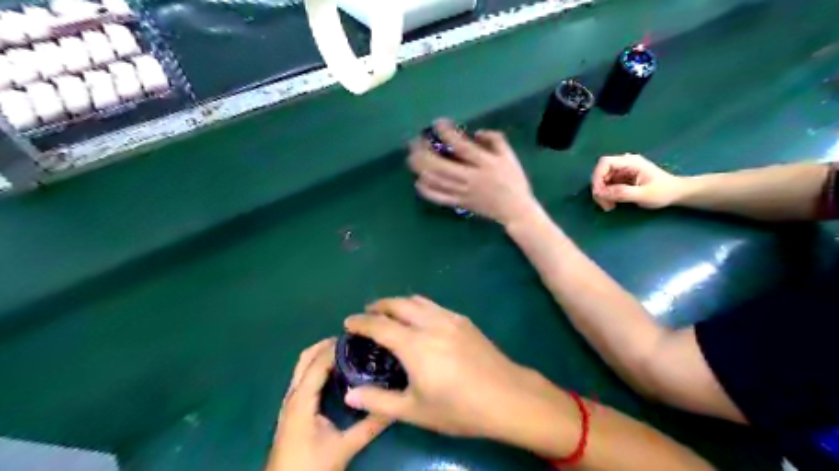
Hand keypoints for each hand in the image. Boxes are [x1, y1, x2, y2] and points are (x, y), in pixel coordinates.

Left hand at [264, 338, 392, 469]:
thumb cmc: (310, 467)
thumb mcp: (344, 447)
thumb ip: (369, 427)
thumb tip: (394, 408)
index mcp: (302, 400)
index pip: (318, 363)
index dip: (337, 347)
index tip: (360, 338)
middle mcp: (292, 395)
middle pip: (306, 357)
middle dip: (326, 345)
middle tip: (353, 341)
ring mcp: (289, 402)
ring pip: (303, 366)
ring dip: (321, 354)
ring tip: (348, 351)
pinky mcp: (292, 409)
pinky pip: (304, 377)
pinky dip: (318, 367)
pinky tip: (336, 372)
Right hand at [343, 297, 548, 439]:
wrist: (507, 396)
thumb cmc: (459, 408)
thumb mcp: (415, 411)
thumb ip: (379, 401)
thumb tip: (350, 394)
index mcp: (415, 345)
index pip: (379, 325)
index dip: (361, 322)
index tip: (348, 322)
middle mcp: (430, 324)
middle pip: (398, 304)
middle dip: (378, 306)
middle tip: (367, 314)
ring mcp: (449, 319)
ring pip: (417, 300)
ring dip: (399, 303)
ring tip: (390, 313)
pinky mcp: (463, 320)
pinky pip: (434, 305)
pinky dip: (418, 306)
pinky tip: (419, 319)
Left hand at [410, 120, 540, 225]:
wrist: (515, 210)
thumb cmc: (513, 181)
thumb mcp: (509, 156)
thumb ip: (495, 140)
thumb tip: (476, 133)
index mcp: (485, 164)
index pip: (461, 145)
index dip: (446, 132)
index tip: (437, 123)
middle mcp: (471, 178)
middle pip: (441, 165)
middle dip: (424, 152)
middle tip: (415, 142)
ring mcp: (463, 192)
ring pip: (437, 181)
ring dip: (421, 168)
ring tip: (411, 157)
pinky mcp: (460, 204)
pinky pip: (440, 198)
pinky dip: (427, 191)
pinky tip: (418, 182)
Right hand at [593, 153, 684, 209]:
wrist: (676, 193)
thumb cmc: (663, 192)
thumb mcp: (644, 195)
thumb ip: (622, 193)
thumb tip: (600, 193)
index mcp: (630, 162)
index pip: (604, 163)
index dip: (597, 177)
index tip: (598, 193)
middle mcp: (624, 164)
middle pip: (600, 173)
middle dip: (599, 189)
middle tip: (606, 205)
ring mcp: (622, 171)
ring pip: (602, 180)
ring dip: (602, 194)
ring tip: (610, 206)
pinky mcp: (621, 179)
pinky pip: (606, 185)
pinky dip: (606, 195)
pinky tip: (613, 203)